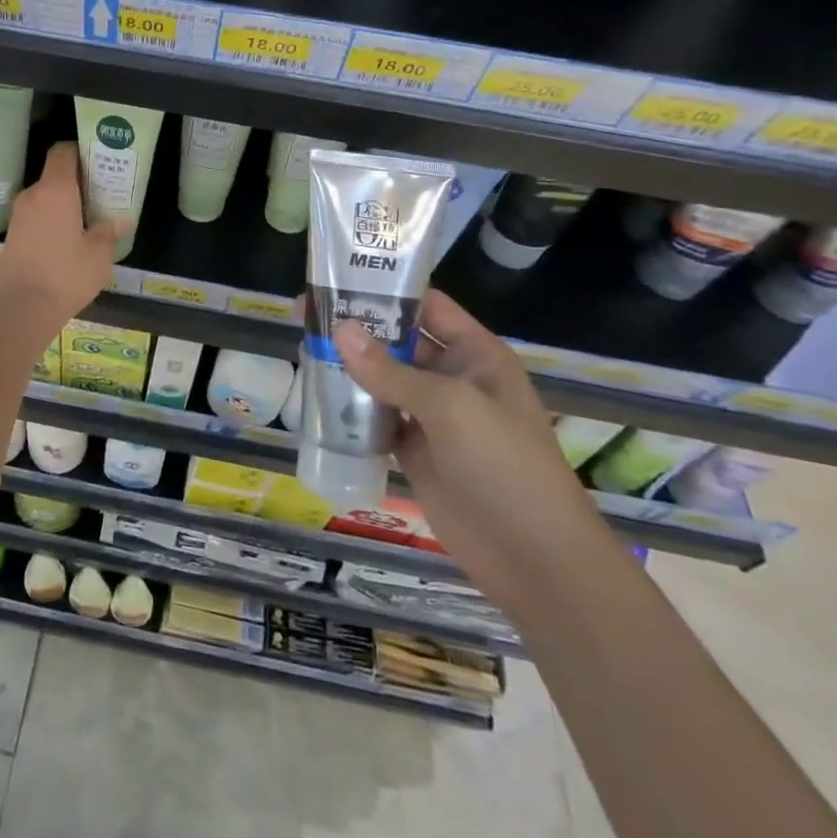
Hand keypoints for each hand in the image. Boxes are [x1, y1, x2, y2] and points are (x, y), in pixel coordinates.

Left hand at [0, 142, 119, 327]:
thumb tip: (121, 220)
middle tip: (102, 192)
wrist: (20, 310)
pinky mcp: (12, 235)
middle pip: (55, 174)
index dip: (80, 150)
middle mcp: (33, 195)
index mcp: (55, 190)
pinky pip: (36, 215)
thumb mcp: (98, 255)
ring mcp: (18, 216)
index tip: (99, 161)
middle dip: (77, 180)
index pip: (62, 151)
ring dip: (64, 202)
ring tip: (88, 218)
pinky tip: (68, 239)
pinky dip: (51, 218)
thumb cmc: (65, 275)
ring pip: (45, 197)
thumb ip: (109, 231)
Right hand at [334, 291, 613, 610]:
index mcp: (475, 353)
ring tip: (301, 348)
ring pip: (382, 379)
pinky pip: (375, 419)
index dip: (386, 290)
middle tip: (303, 314)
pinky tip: (316, 397)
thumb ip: (391, 370)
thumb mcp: (450, 406)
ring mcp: (432, 416)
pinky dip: (349, 409)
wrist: (535, 559)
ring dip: (348, 367)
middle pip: (397, 341)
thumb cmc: (504, 465)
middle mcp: (452, 377)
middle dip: (356, 327)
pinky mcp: (414, 451)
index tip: (336, 278)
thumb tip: (338, 329)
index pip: (427, 305)